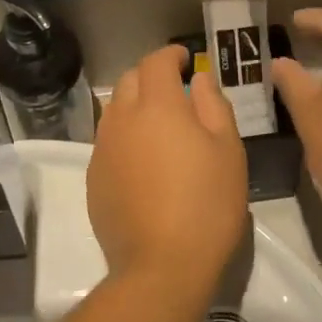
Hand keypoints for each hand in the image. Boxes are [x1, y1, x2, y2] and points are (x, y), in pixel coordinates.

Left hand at [88, 46, 248, 301]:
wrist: (161, 266)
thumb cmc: (207, 204)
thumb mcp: (228, 150)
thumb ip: (212, 104)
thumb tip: (199, 78)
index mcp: (157, 105)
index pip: (156, 61)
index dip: (171, 55)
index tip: (186, 60)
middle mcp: (122, 119)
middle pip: (129, 80)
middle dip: (151, 75)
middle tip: (175, 89)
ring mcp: (103, 149)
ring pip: (115, 110)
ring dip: (135, 105)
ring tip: (159, 124)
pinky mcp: (94, 178)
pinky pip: (108, 141)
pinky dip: (125, 136)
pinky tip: (143, 160)